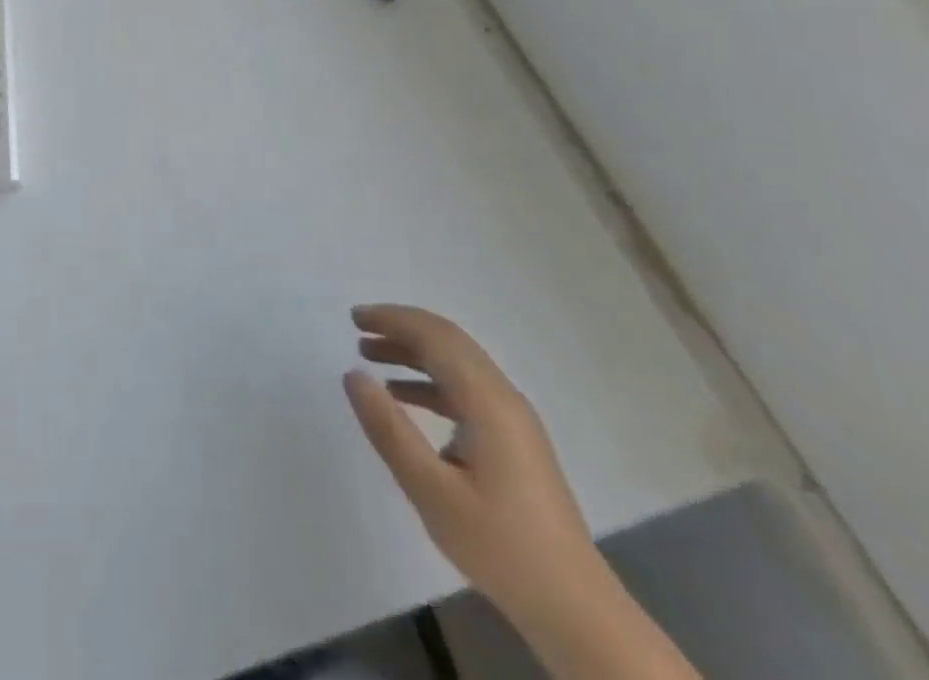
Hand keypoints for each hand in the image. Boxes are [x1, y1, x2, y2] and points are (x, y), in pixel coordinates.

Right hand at [343, 306, 605, 624]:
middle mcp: (504, 398)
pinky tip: (403, 397)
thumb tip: (354, 375)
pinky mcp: (514, 441)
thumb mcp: (431, 490)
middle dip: (401, 328)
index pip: (435, 337)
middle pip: (448, 342)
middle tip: (358, 328)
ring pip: (457, 364)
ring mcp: (513, 420)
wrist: (575, 610)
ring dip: (413, 353)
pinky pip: (466, 390)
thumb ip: (389, 429)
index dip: (392, 319)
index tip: (354, 318)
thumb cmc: (499, 546)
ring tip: (370, 357)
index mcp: (488, 401)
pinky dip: (430, 381)